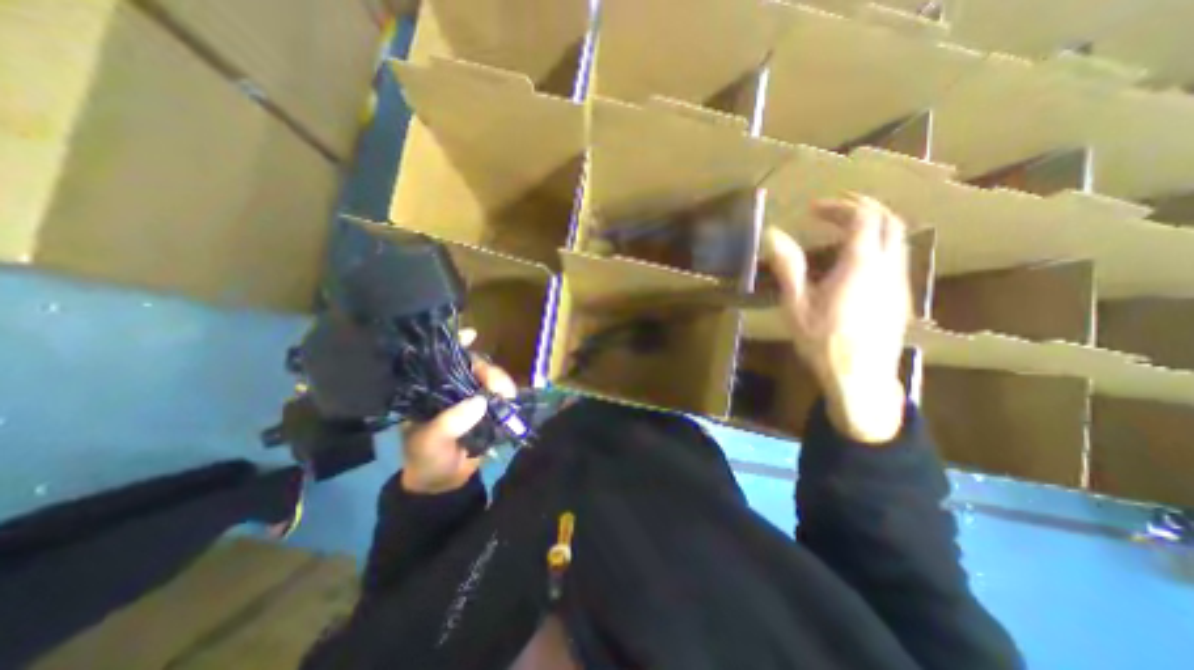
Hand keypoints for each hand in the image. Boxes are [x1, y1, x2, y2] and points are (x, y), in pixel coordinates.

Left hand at [399, 329, 518, 490]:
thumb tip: (480, 401)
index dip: (456, 344)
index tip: (472, 335)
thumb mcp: (430, 443)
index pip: (441, 359)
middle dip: (489, 370)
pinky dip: (509, 394)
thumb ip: (450, 424)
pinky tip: (511, 399)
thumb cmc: (426, 459)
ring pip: (492, 378)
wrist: (445, 483)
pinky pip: (503, 393)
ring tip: (507, 396)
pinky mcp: (490, 408)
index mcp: (430, 390)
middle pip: (473, 365)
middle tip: (497, 385)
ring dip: (502, 383)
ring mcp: (473, 396)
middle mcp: (452, 387)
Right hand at [764, 193, 916, 443]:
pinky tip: (854, 264)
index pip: (861, 218)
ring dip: (872, 226)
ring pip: (897, 239)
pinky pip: (895, 258)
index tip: (813, 209)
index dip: (838, 206)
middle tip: (832, 210)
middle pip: (888, 221)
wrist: (859, 377)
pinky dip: (876, 246)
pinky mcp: (900, 298)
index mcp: (860, 264)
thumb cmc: (822, 341)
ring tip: (842, 232)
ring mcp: (899, 282)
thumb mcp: (796, 304)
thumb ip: (788, 266)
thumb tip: (772, 235)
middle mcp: (888, 266)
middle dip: (861, 208)